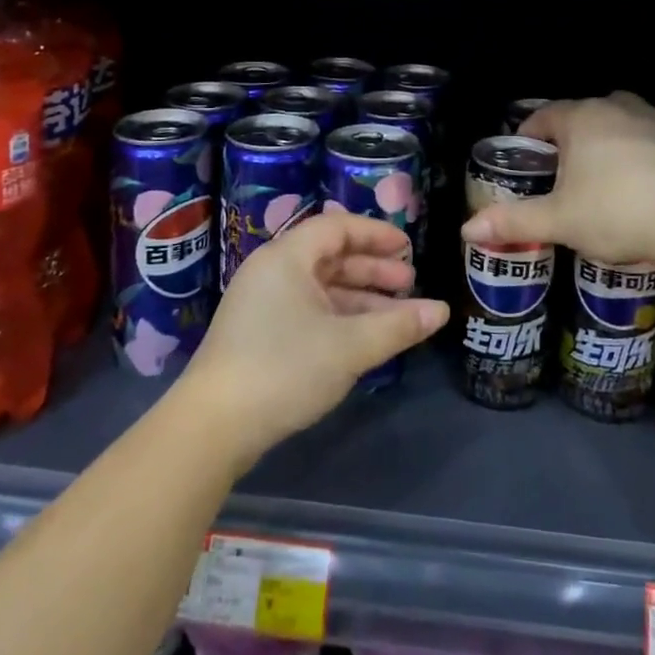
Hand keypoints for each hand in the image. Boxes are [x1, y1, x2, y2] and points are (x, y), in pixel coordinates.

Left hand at [179, 211, 448, 465]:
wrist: (212, 428)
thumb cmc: (284, 369)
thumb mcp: (349, 346)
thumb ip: (398, 326)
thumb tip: (441, 311)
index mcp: (287, 257)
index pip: (337, 227)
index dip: (376, 234)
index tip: (408, 248)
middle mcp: (272, 271)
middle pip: (330, 256)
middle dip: (373, 269)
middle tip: (409, 284)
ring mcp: (262, 303)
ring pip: (321, 287)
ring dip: (360, 298)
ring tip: (398, 316)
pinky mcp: (257, 333)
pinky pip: (308, 309)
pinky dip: (339, 317)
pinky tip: (364, 338)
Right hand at [460, 70, 654, 267]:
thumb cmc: (615, 215)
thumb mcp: (558, 221)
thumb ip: (512, 221)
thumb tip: (466, 230)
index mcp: (578, 122)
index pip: (544, 117)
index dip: (531, 133)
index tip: (527, 156)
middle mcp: (612, 108)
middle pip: (581, 111)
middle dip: (568, 131)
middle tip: (562, 166)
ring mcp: (651, 117)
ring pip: (622, 104)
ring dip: (608, 116)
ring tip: (600, 139)